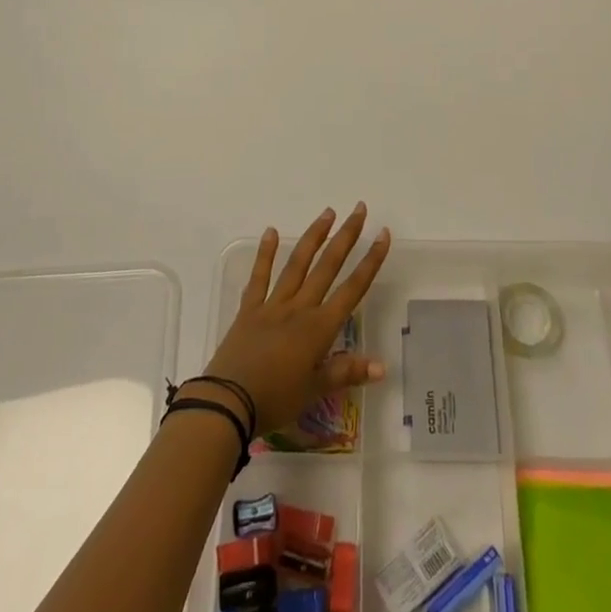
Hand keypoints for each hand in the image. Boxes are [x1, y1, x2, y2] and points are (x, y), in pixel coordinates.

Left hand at [200, 203, 392, 435]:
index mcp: (319, 328)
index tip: (383, 234)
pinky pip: (259, 277)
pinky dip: (265, 254)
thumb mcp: (314, 391)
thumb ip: (346, 372)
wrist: (228, 402)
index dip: (370, 262)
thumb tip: (382, 365)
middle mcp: (300, 308)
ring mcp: (273, 304)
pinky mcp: (249, 309)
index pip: (352, 289)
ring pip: (297, 264)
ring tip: (327, 213)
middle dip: (346, 236)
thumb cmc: (275, 400)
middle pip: (327, 266)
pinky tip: (271, 231)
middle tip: (358, 209)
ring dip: (314, 237)